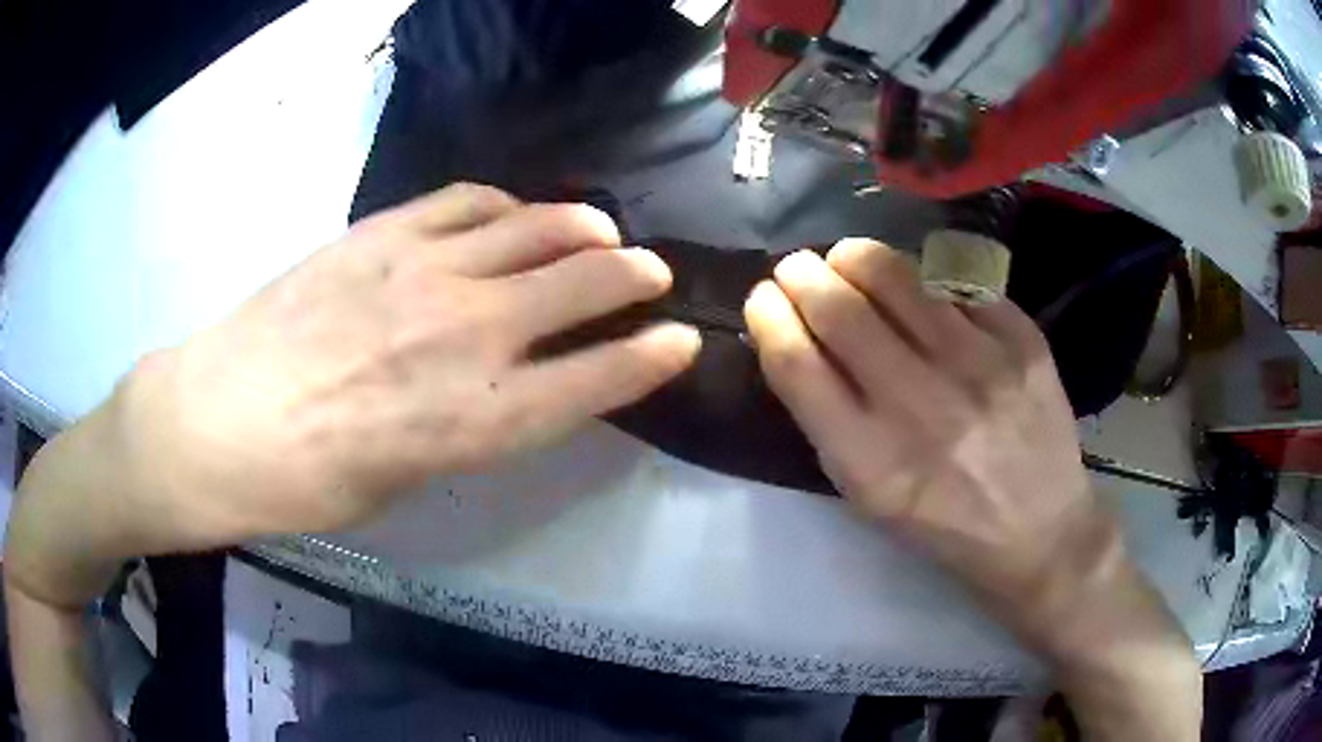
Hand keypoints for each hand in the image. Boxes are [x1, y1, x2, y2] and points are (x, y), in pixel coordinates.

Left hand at [7, 184, 700, 607]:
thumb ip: (461, 428)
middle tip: (652, 272)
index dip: (648, 358)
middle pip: (581, 286)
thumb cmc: (305, 483)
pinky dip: (507, 205)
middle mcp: (466, 336)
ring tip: (601, 229)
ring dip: (582, 228)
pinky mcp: (382, 233)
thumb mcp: (402, 483)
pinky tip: (514, 213)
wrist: (216, 422)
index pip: (595, 380)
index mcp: (476, 421)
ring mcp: (423, 271)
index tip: (681, 340)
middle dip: (633, 277)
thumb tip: (497, 389)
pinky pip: (468, 202)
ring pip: (535, 229)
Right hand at [746, 240, 1094, 616]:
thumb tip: (796, 335)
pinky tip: (917, 286)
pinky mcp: (1021, 338)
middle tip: (797, 268)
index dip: (767, 317)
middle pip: (839, 309)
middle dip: (801, 274)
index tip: (762, 299)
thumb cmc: (944, 523)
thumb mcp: (869, 496)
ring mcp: (980, 365)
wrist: (1039, 530)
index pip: (796, 363)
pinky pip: (953, 279)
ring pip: (895, 274)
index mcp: (872, 462)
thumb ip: (828, 419)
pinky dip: (921, 274)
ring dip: (855, 257)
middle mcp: (925, 407)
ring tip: (848, 261)